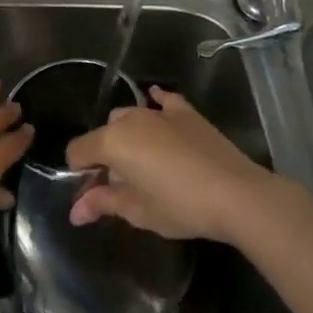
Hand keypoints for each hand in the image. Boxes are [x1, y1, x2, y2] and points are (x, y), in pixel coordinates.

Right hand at [65, 88, 300, 244]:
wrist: (237, 195)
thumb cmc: (180, 206)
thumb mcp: (137, 211)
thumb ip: (102, 203)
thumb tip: (75, 211)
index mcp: (112, 141)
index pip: (78, 151)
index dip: (78, 174)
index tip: (90, 197)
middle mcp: (131, 119)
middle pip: (104, 135)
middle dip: (103, 157)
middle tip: (117, 186)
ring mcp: (160, 112)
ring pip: (130, 118)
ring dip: (126, 137)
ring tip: (141, 164)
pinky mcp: (187, 114)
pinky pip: (163, 101)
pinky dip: (156, 103)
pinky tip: (156, 105)